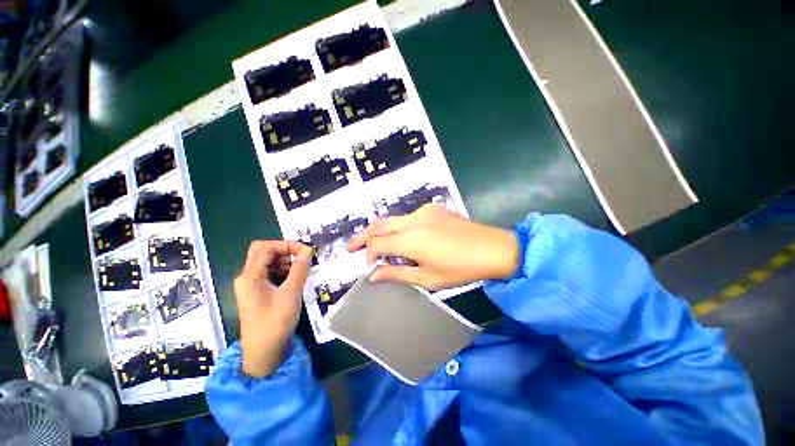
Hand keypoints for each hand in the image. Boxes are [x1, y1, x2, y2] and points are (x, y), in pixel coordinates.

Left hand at [234, 241, 312, 377]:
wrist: (263, 353)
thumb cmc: (275, 322)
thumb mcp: (291, 293)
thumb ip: (299, 269)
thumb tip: (308, 251)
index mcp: (250, 275)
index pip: (266, 247)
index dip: (287, 245)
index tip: (306, 251)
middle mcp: (247, 277)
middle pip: (263, 252)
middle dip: (285, 251)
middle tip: (303, 257)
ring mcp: (250, 285)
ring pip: (266, 262)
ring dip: (284, 260)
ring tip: (301, 268)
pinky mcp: (256, 293)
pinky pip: (269, 273)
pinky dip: (282, 270)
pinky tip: (294, 277)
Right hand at [349, 204, 519, 289]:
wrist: (492, 248)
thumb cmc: (460, 269)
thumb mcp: (427, 278)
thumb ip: (397, 274)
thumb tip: (373, 275)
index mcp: (411, 239)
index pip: (378, 244)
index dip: (368, 255)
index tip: (368, 267)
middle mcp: (413, 220)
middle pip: (379, 224)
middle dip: (364, 236)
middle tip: (353, 247)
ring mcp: (424, 211)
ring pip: (394, 220)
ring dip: (384, 232)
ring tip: (387, 249)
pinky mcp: (433, 208)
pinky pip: (410, 217)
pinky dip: (402, 228)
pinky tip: (411, 240)